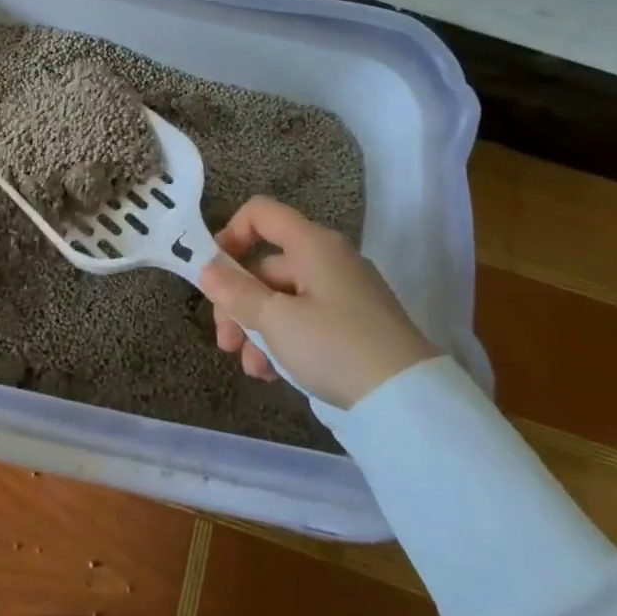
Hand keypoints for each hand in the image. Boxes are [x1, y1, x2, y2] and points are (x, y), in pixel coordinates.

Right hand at [198, 196, 437, 409]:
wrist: (410, 402)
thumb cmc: (335, 347)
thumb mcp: (276, 321)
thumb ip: (236, 292)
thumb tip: (206, 268)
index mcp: (312, 244)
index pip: (261, 213)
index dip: (230, 234)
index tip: (213, 272)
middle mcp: (328, 259)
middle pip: (267, 266)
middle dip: (239, 302)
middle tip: (225, 343)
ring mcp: (344, 292)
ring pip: (283, 298)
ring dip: (258, 329)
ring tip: (253, 370)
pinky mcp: (355, 324)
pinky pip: (306, 319)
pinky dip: (285, 340)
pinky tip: (274, 374)